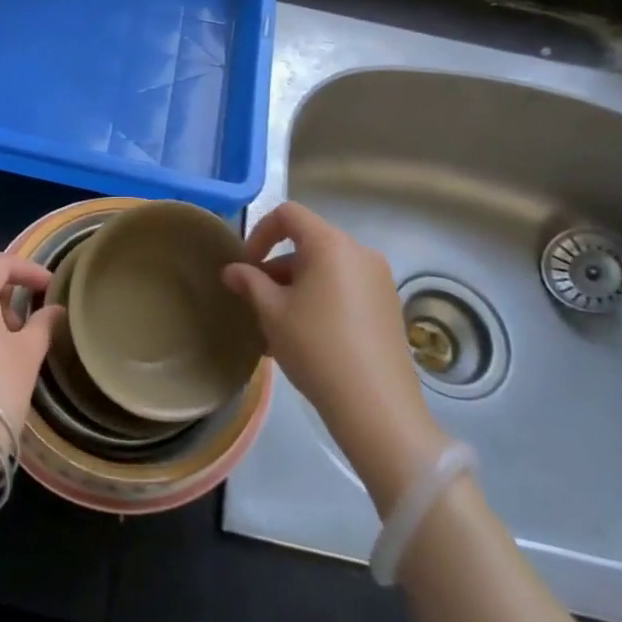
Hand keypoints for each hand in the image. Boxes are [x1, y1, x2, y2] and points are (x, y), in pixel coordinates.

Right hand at [224, 202, 447, 511]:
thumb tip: (232, 270)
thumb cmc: (316, 347)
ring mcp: (379, 280)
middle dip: (277, 266)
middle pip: (309, 243)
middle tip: (258, 300)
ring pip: (326, 268)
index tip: (247, 266)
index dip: (260, 232)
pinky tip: (306, 337)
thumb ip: (249, 283)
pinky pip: (345, 288)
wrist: (377, 407)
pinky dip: (321, 298)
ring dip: (297, 285)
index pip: (289, 214)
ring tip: (278, 325)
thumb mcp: (272, 313)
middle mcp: (360, 252)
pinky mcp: (388, 306)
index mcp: (331, 244)